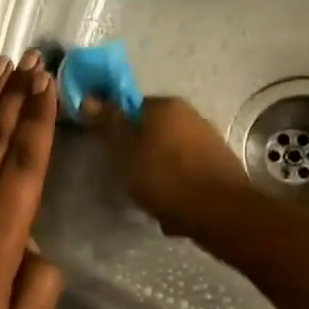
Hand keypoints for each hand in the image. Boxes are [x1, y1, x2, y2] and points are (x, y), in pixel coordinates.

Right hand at [90, 96, 246, 236]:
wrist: (219, 211)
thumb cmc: (165, 177)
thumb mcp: (126, 151)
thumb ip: (109, 124)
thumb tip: (89, 97)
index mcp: (166, 105)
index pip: (130, 107)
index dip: (116, 128)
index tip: (109, 151)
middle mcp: (191, 115)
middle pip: (152, 131)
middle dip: (139, 152)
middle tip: (128, 177)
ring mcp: (209, 139)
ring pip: (170, 153)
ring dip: (158, 171)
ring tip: (150, 196)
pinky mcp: (220, 165)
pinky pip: (187, 171)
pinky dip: (177, 185)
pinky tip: (172, 205)